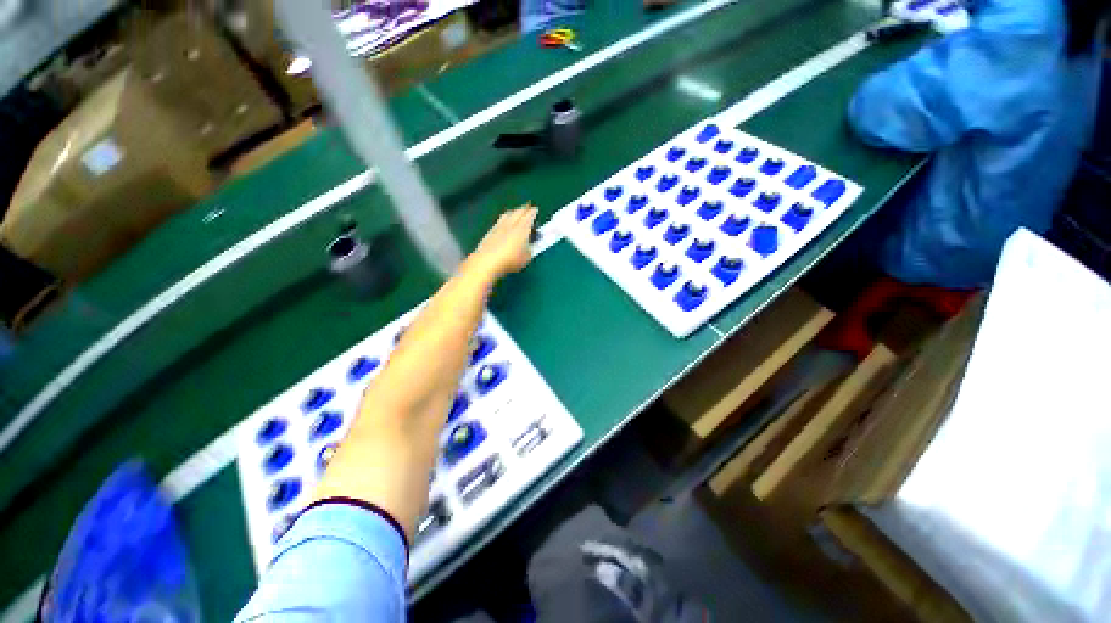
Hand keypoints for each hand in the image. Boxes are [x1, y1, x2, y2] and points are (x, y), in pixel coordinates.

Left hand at [466, 206, 536, 279]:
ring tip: (516, 212)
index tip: (535, 210)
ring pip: (507, 214)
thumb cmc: (510, 260)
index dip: (533, 212)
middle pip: (518, 212)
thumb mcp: (527, 257)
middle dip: (524, 209)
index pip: (529, 216)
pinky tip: (504, 222)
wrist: (487, 261)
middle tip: (528, 208)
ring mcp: (499, 226)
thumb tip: (530, 245)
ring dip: (513, 211)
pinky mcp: (490, 231)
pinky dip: (504, 218)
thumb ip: (530, 248)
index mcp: (522, 228)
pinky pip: (499, 220)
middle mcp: (511, 223)